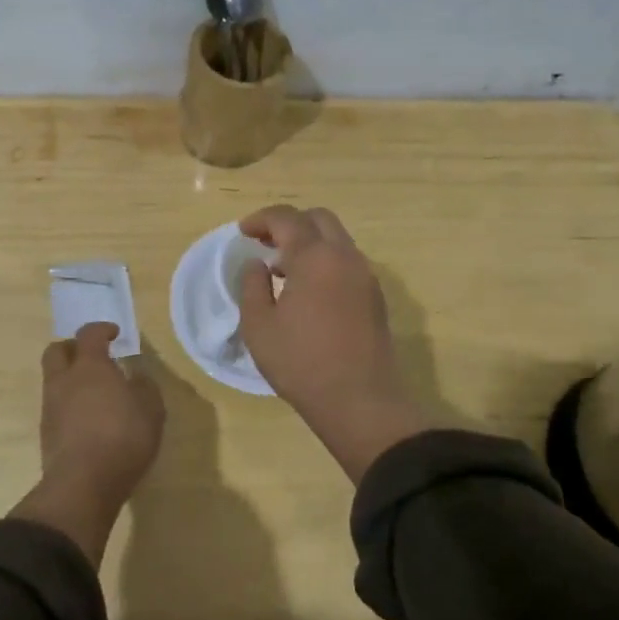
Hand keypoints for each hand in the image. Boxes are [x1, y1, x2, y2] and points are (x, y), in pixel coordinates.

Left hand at [11, 323, 165, 565]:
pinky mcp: (46, 432)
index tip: (115, 334)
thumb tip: (135, 376)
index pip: (89, 334)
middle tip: (93, 357)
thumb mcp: (151, 409)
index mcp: (90, 366)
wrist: (83, 484)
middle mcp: (64, 380)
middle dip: (73, 348)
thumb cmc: (123, 438)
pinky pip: (55, 406)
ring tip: (94, 393)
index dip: (102, 330)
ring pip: (54, 379)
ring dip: (70, 379)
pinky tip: (87, 419)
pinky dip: (69, 404)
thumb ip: (144, 386)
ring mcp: (51, 406)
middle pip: (57, 350)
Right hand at [237, 206, 425, 481]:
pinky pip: (347, 261)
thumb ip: (253, 286)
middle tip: (265, 242)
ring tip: (282, 268)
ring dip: (309, 242)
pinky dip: (325, 260)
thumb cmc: (302, 363)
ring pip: (337, 239)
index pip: (287, 218)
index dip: (261, 219)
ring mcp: (365, 275)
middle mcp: (345, 256)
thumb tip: (258, 265)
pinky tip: (308, 289)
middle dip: (289, 222)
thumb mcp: (259, 326)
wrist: (361, 400)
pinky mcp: (375, 296)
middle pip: (318, 218)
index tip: (243, 232)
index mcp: (315, 257)